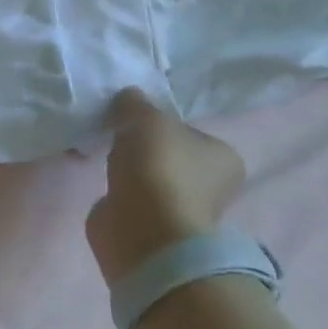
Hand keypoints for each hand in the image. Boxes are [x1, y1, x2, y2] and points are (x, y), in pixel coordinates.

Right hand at [85, 88, 245, 286]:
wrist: (143, 230)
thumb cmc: (159, 167)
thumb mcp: (146, 117)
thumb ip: (135, 103)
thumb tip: (127, 98)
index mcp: (224, 157)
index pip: (187, 131)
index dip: (158, 123)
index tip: (131, 121)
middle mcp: (210, 186)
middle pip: (168, 154)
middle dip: (142, 147)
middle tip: (114, 136)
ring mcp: (180, 209)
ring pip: (149, 177)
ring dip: (128, 169)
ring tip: (104, 158)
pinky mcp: (152, 227)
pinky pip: (132, 198)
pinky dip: (118, 191)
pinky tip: (104, 183)